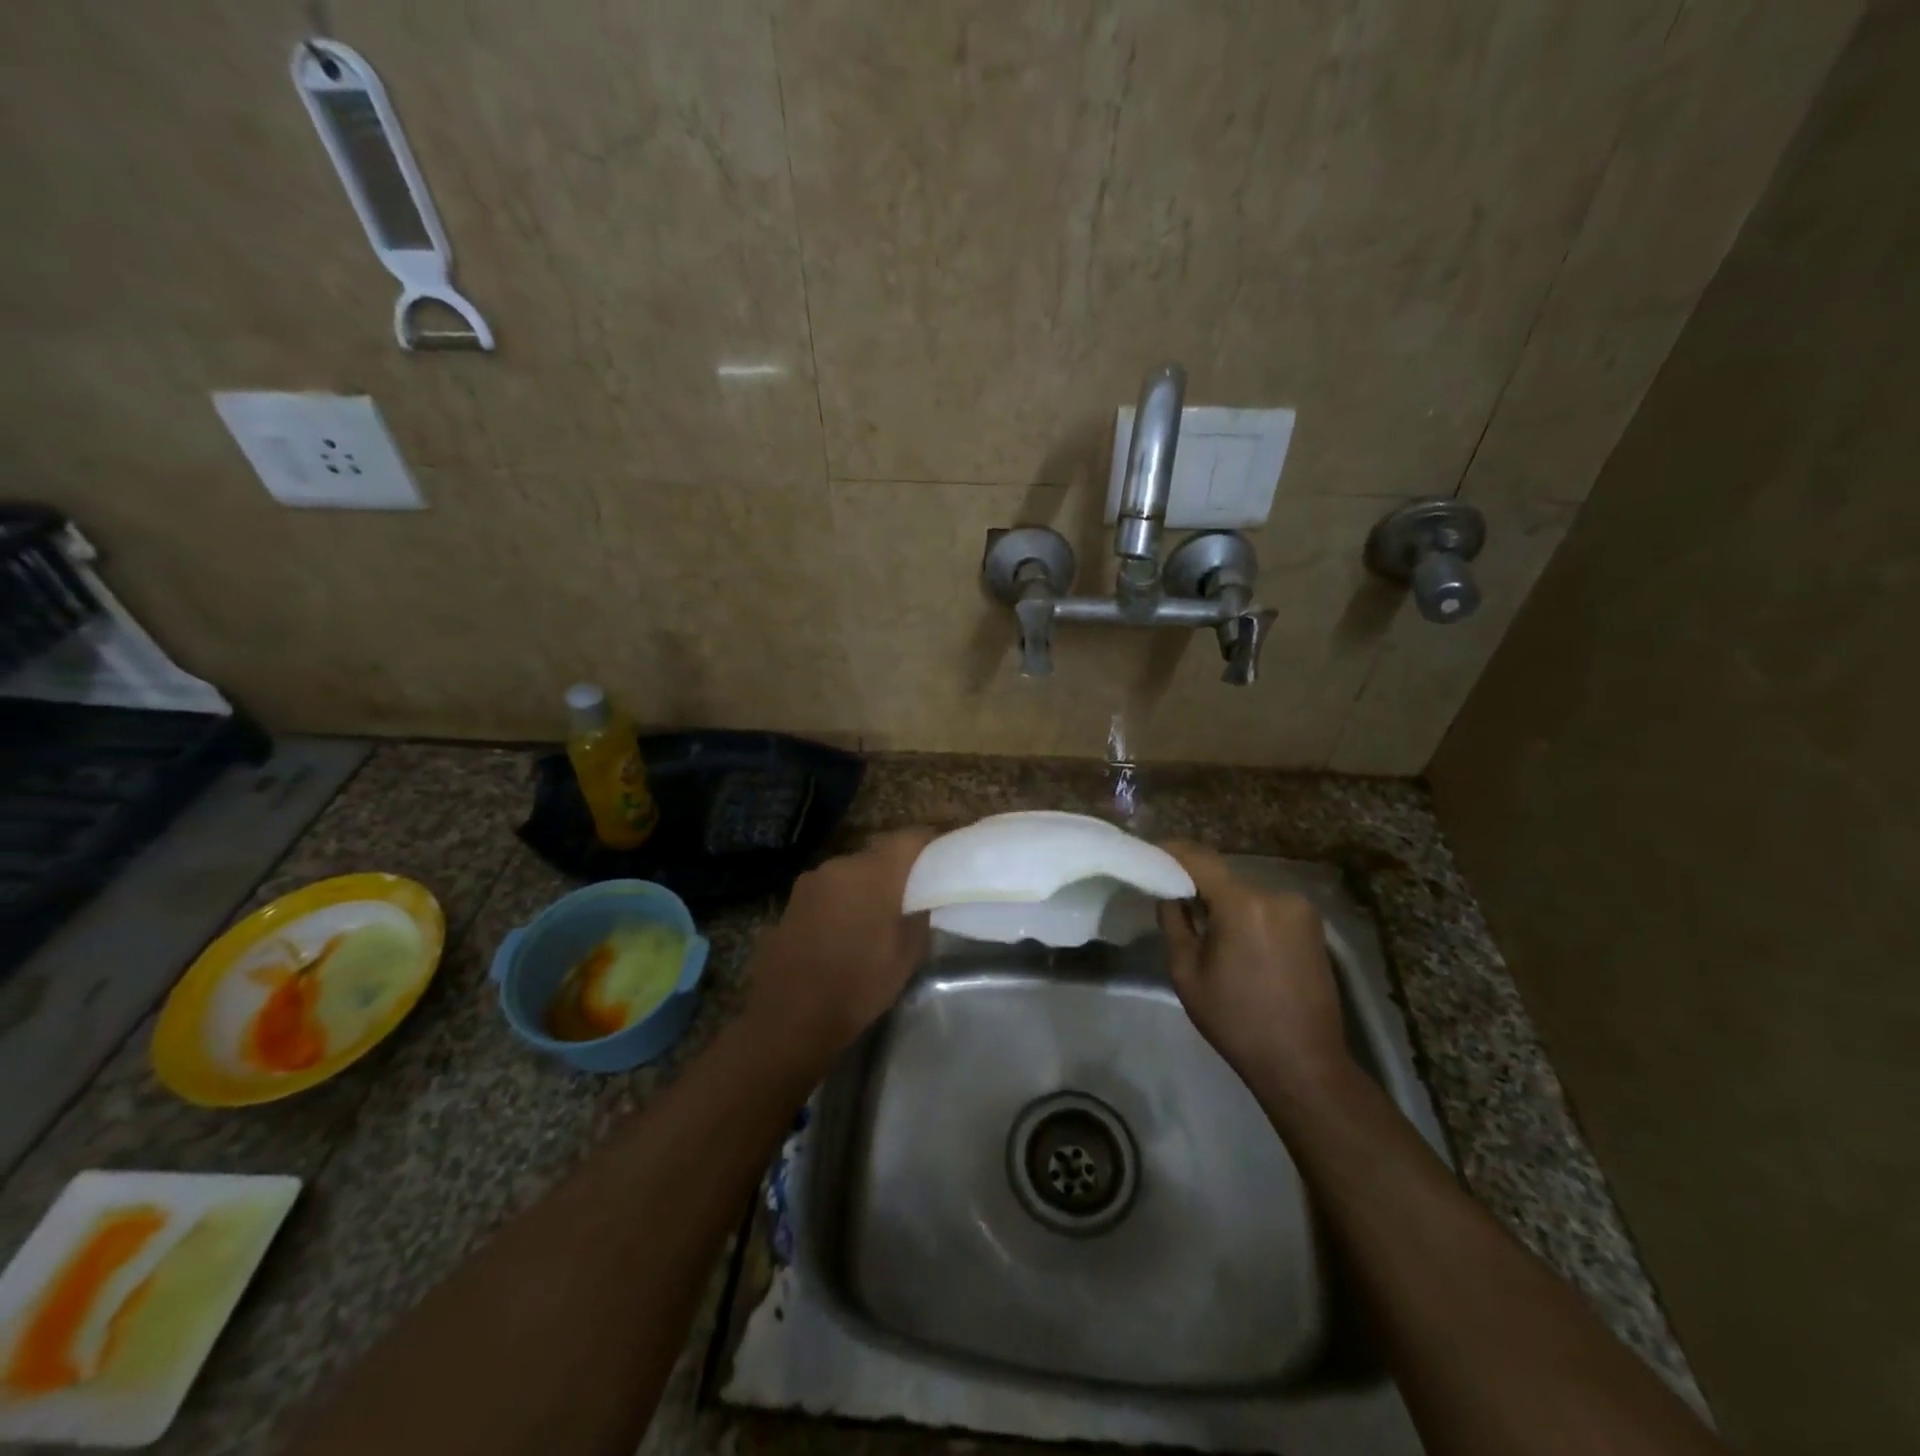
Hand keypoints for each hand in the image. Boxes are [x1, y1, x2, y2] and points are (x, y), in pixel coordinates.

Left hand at [743, 828, 934, 1069]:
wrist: (790, 1017)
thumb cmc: (858, 984)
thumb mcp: (907, 955)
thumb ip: (919, 915)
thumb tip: (922, 898)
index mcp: (874, 872)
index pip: (910, 837)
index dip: (929, 844)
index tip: (942, 860)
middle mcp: (840, 864)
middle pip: (878, 854)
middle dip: (896, 871)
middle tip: (911, 897)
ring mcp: (811, 881)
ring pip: (850, 873)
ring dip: (865, 887)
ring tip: (875, 919)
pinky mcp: (791, 901)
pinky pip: (828, 891)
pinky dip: (841, 902)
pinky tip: (843, 932)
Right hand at [1157, 841, 1350, 1099]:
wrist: (1304, 1063)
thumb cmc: (1236, 1021)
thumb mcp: (1186, 972)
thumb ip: (1174, 921)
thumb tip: (1168, 892)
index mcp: (1244, 904)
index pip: (1199, 858)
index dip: (1171, 851)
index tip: (1149, 853)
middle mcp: (1277, 894)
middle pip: (1224, 875)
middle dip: (1196, 881)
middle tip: (1169, 894)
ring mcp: (1300, 908)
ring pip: (1246, 891)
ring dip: (1223, 899)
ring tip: (1201, 921)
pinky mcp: (1313, 925)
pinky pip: (1267, 905)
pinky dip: (1246, 912)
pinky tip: (1234, 937)